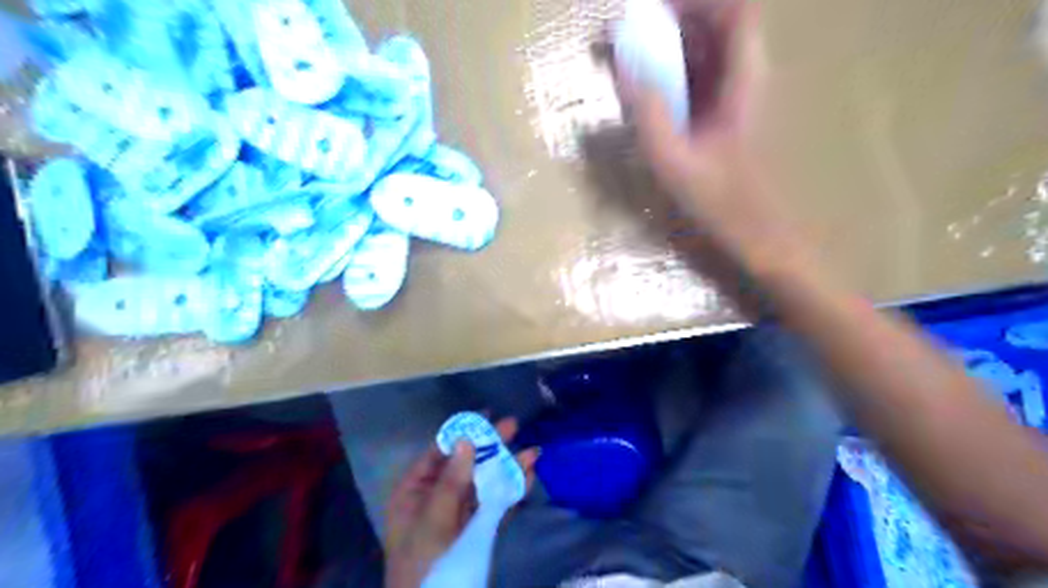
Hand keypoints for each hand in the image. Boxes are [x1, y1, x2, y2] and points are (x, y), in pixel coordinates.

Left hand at [382, 418, 535, 587]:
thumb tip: (466, 440)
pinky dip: (512, 491)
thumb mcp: (432, 524)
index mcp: (414, 493)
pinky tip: (528, 477)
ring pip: (484, 483)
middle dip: (490, 446)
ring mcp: (458, 515)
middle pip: (465, 465)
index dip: (462, 434)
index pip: (439, 455)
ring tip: (533, 452)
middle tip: (513, 425)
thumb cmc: (422, 568)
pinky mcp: (477, 531)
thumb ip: (451, 482)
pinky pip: (495, 505)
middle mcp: (436, 499)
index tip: (485, 417)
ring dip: (507, 467)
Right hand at [621, 1, 809, 274]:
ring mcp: (741, 95)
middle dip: (674, 20)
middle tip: (630, 35)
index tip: (651, 10)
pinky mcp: (731, 113)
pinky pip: (704, 77)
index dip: (696, 1)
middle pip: (719, 24)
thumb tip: (624, 69)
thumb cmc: (722, 202)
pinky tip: (651, 91)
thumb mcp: (674, 162)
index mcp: (745, 81)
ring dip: (672, 46)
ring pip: (710, 49)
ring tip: (632, 58)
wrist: (760, 233)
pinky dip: (676, 72)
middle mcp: (748, 78)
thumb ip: (649, 113)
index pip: (735, 11)